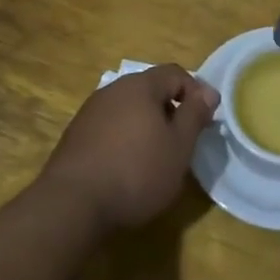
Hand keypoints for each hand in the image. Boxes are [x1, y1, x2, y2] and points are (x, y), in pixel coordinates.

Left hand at [38, 65, 217, 231]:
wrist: (71, 206)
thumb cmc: (136, 172)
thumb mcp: (179, 146)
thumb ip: (195, 115)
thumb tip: (208, 92)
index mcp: (140, 86)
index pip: (175, 73)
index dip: (195, 92)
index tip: (205, 120)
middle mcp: (113, 90)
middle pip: (150, 89)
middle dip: (170, 109)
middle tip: (182, 140)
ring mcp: (89, 112)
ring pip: (128, 109)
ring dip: (145, 125)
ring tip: (155, 156)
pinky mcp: (74, 137)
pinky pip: (109, 127)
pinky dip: (123, 139)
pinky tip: (126, 167)